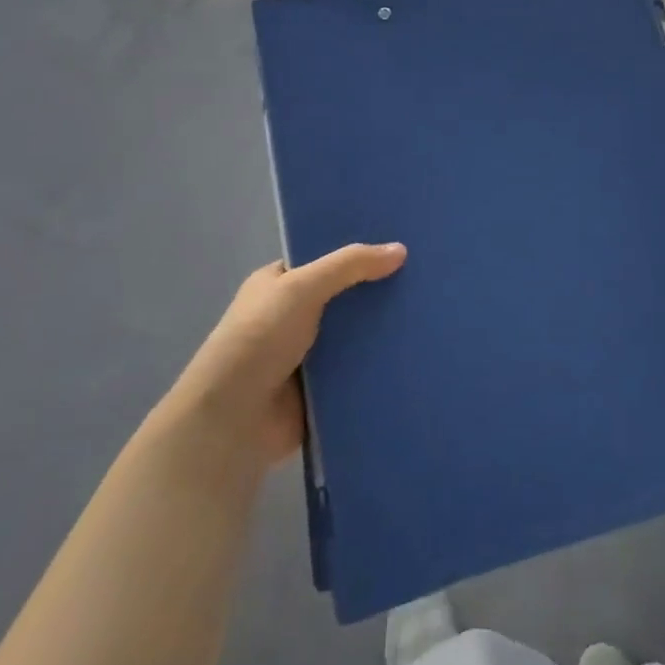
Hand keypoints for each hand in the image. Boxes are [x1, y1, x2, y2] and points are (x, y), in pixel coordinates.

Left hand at [168, 243, 406, 469]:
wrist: (232, 420)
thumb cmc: (259, 340)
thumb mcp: (301, 288)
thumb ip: (350, 265)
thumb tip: (400, 249)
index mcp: (278, 285)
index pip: (324, 259)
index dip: (358, 252)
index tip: (401, 244)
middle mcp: (292, 316)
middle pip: (345, 297)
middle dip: (378, 291)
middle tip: (427, 278)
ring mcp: (308, 354)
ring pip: (356, 334)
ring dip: (384, 329)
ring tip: (432, 313)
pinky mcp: (323, 388)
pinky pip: (359, 369)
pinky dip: (381, 363)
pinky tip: (417, 352)